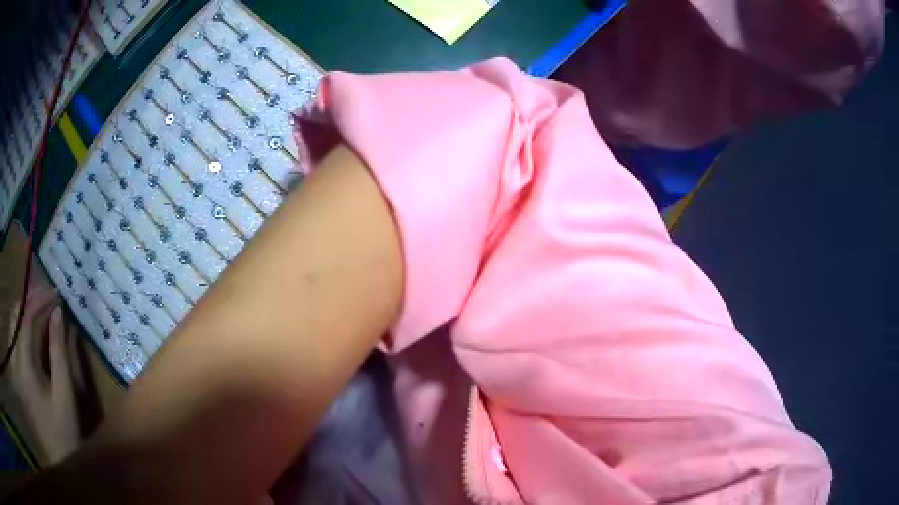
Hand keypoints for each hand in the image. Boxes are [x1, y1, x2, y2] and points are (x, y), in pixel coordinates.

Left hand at [8, 288, 80, 463]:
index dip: (40, 300)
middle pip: (17, 314)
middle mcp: (15, 356)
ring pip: (14, 323)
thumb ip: (59, 352)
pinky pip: (16, 337)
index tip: (56, 292)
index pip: (27, 317)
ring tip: (41, 310)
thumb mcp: (64, 394)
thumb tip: (58, 313)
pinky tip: (33, 331)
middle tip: (48, 298)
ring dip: (26, 312)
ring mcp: (15, 363)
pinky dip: (23, 327)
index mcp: (24, 362)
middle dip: (30, 301)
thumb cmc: (63, 431)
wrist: (58, 459)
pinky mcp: (17, 370)